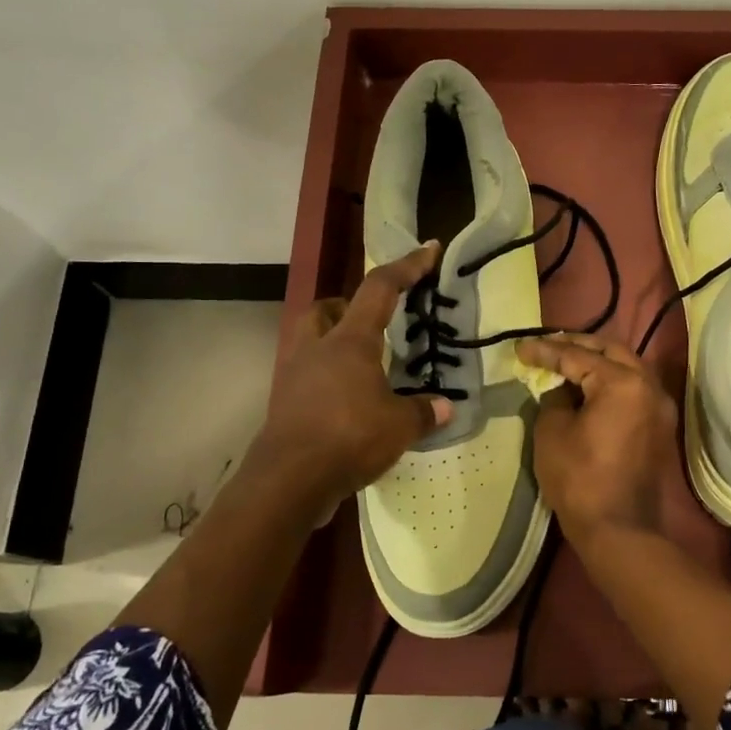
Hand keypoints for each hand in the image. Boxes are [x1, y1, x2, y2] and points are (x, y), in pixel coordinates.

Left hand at [249, 245, 452, 510]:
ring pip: (311, 340)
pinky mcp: (284, 403)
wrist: (289, 480)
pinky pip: (307, 377)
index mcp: (350, 341)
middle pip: (325, 307)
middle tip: (373, 323)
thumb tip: (445, 407)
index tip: (429, 249)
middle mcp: (317, 348)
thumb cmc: (348, 438)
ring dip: (334, 343)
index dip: (407, 266)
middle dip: (348, 306)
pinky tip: (348, 403)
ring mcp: (295, 375)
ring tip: (364, 367)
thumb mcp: (399, 426)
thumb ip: (423, 412)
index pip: (380, 289)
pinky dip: (327, 380)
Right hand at [517, 333, 677, 545]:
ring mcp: (659, 407)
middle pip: (611, 351)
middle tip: (547, 345)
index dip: (546, 350)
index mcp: (623, 383)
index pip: (578, 356)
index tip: (520, 348)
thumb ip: (555, 398)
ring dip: (597, 360)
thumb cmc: (579, 479)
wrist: (618, 529)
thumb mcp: (552, 431)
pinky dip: (611, 381)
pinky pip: (634, 389)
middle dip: (577, 344)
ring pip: (627, 368)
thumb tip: (562, 387)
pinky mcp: (659, 427)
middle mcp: (649, 386)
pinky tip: (588, 385)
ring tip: (566, 360)